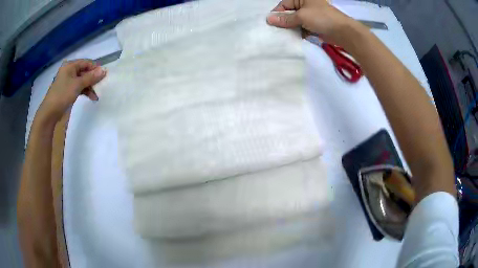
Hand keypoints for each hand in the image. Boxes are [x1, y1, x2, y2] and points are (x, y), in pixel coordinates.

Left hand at [39, 59, 106, 121]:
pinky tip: (91, 97)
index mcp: (70, 66)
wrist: (50, 113)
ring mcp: (68, 81)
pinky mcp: (68, 91)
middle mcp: (69, 71)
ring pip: (83, 81)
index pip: (86, 63)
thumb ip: (91, 77)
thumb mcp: (77, 85)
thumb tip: (104, 70)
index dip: (95, 68)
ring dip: (90, 87)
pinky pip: (79, 88)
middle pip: (85, 72)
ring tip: (97, 95)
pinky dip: (85, 91)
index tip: (104, 75)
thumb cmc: (62, 95)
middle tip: (101, 85)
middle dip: (93, 79)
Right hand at [266, 0, 363, 46]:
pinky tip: (294, 38)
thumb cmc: (322, 18)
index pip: (284, 4)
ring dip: (291, 29)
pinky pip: (302, 28)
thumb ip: (285, 19)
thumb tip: (268, 19)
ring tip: (284, 36)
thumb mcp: (301, 16)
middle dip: (284, 22)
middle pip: (289, 13)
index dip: (277, 13)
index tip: (271, 24)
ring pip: (296, 22)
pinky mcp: (315, 25)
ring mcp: (311, 15)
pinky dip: (299, 33)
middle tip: (276, 32)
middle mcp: (306, 5)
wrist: (343, 32)